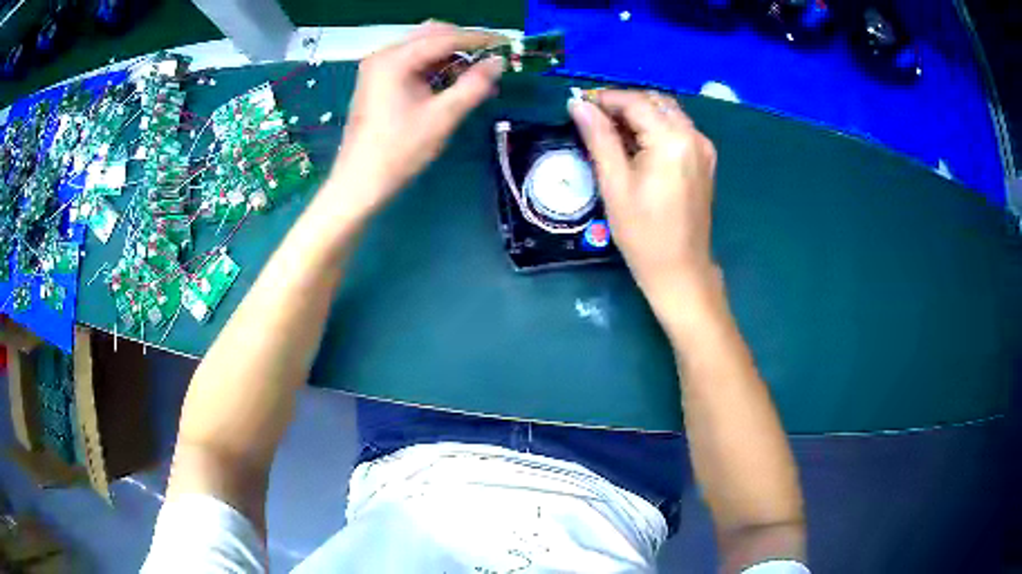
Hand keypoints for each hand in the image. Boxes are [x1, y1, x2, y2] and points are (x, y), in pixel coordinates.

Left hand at [331, 22, 505, 217]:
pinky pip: (413, 62)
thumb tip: (499, 62)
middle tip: (491, 60)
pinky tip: (453, 83)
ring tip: (477, 77)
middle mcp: (384, 55)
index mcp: (395, 59)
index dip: (479, 39)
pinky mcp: (378, 81)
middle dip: (464, 44)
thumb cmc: (399, 151)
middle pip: (432, 35)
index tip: (506, 44)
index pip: (445, 37)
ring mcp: (378, 67)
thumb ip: (474, 85)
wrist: (359, 182)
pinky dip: (435, 68)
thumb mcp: (443, 117)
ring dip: (451, 57)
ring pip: (423, 48)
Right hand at [569, 90, 719, 315]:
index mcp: (672, 140)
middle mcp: (694, 136)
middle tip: (593, 118)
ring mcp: (703, 148)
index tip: (578, 104)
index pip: (636, 102)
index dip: (605, 98)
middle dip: (623, 103)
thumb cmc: (643, 233)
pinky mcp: (705, 160)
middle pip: (654, 101)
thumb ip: (598, 138)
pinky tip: (637, 144)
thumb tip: (578, 105)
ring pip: (667, 113)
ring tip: (610, 131)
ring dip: (639, 114)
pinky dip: (655, 127)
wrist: (681, 269)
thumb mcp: (614, 184)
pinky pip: (678, 129)